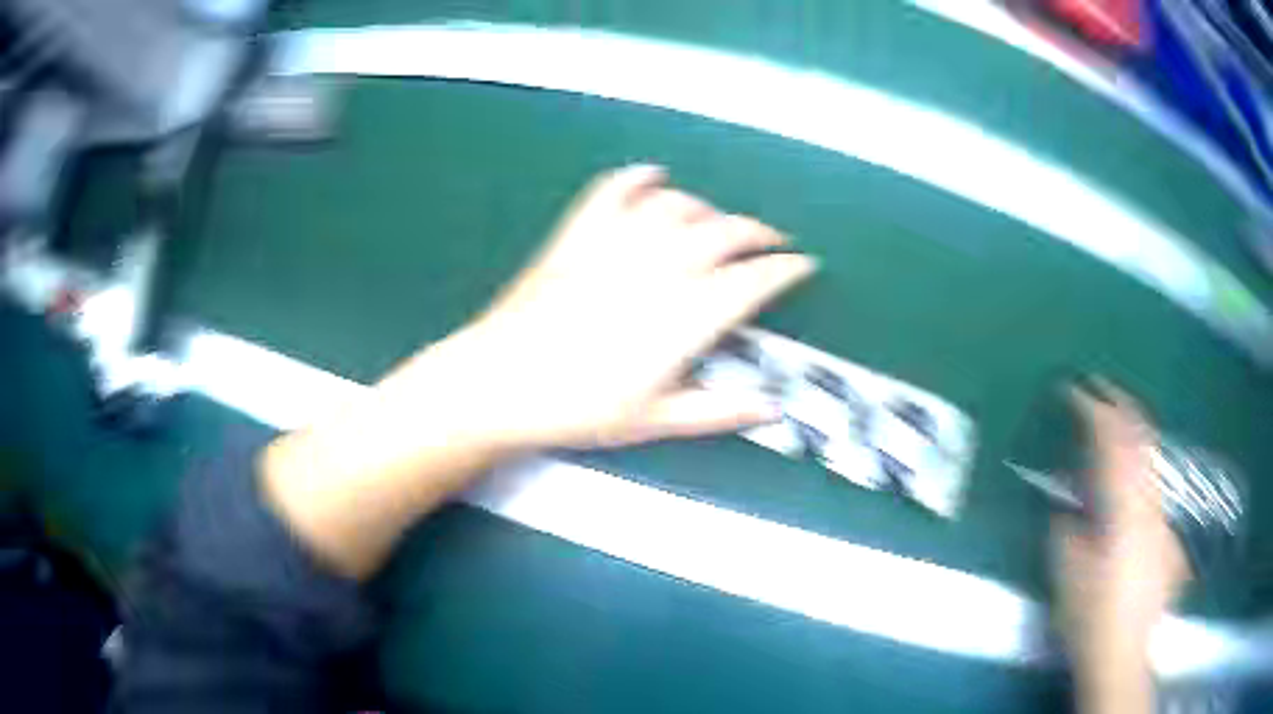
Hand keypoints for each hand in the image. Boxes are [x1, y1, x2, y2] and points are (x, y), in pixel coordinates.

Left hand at [396, 163, 815, 450]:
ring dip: (707, 209)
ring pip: (677, 206)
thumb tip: (771, 411)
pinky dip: (638, 178)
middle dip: (759, 232)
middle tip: (772, 242)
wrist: (499, 383)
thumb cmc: (577, 408)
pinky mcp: (578, 234)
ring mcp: (615, 244)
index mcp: (684, 315)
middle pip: (725, 232)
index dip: (785, 269)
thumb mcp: (655, 420)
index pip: (753, 279)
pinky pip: (613, 190)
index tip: (802, 265)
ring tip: (717, 223)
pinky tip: (653, 176)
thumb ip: (719, 412)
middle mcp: (658, 268)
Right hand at [1053, 380, 1190, 713]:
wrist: (1123, 653)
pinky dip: (1140, 462)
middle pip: (1141, 436)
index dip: (1092, 409)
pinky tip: (1132, 470)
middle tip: (1099, 388)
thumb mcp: (1067, 573)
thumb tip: (1066, 505)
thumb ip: (1066, 529)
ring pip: (1151, 455)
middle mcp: (1149, 500)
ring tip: (1115, 415)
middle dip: (1119, 406)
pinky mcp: (1165, 530)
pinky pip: (1152, 480)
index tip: (1072, 389)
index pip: (1111, 441)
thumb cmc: (1091, 616)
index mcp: (1124, 506)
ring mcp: (1161, 514)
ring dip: (1132, 429)